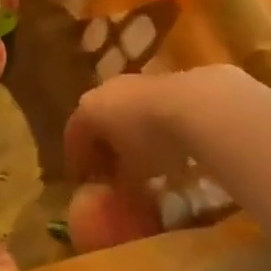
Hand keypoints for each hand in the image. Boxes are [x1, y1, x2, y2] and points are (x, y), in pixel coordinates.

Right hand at [64, 66, 262, 186]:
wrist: (196, 106)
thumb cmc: (150, 142)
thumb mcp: (131, 174)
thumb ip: (119, 183)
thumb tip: (116, 191)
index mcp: (88, 110)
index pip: (74, 137)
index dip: (78, 161)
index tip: (84, 181)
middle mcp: (105, 90)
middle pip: (98, 121)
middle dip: (104, 146)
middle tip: (111, 171)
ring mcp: (135, 82)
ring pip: (124, 111)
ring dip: (129, 135)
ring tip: (142, 160)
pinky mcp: (164, 80)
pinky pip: (149, 107)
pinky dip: (151, 126)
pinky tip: (166, 144)